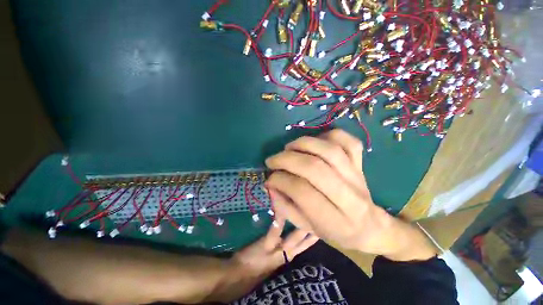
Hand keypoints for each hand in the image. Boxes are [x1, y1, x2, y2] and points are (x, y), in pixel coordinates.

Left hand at [211, 220, 317, 302]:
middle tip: (322, 221)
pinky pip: (275, 233)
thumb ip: (279, 250)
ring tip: (310, 217)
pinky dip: (279, 224)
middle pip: (302, 243)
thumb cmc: (253, 268)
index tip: (320, 230)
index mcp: (285, 258)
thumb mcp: (270, 261)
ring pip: (294, 240)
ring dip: (303, 230)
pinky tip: (283, 214)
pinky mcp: (266, 246)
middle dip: (312, 233)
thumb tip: (287, 240)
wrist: (236, 277)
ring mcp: (276, 251)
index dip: (311, 239)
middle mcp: (285, 256)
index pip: (302, 247)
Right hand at [265, 129, 436, 260]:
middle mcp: (348, 196)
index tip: (269, 178)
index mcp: (333, 219)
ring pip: (330, 150)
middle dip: (287, 160)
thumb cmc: (335, 230)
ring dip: (303, 144)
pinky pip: (349, 142)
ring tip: (288, 147)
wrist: (369, 226)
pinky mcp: (361, 164)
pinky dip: (329, 135)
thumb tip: (270, 185)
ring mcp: (357, 176)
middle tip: (272, 160)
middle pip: (315, 168)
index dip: (280, 180)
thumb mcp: (307, 228)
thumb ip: (286, 208)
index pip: (302, 192)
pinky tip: (315, 141)